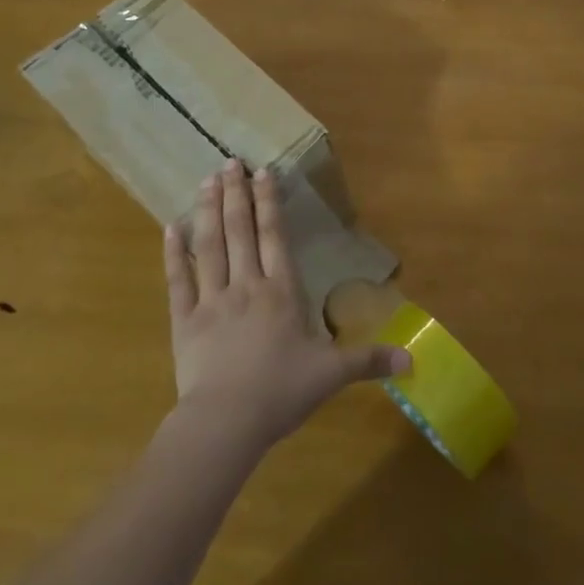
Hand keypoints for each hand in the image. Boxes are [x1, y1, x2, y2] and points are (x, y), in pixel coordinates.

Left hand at [164, 159, 407, 451]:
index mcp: (281, 291)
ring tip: (206, 180)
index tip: (262, 172)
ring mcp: (211, 300)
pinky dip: (173, 253)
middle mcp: (246, 285)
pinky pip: (178, 281)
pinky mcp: (184, 321)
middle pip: (241, 231)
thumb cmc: (281, 392)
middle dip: (236, 194)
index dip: (269, 203)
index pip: (275, 236)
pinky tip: (170, 227)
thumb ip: (369, 360)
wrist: (226, 422)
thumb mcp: (331, 374)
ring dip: (208, 211)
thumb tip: (413, 360)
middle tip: (229, 161)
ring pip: (209, 246)